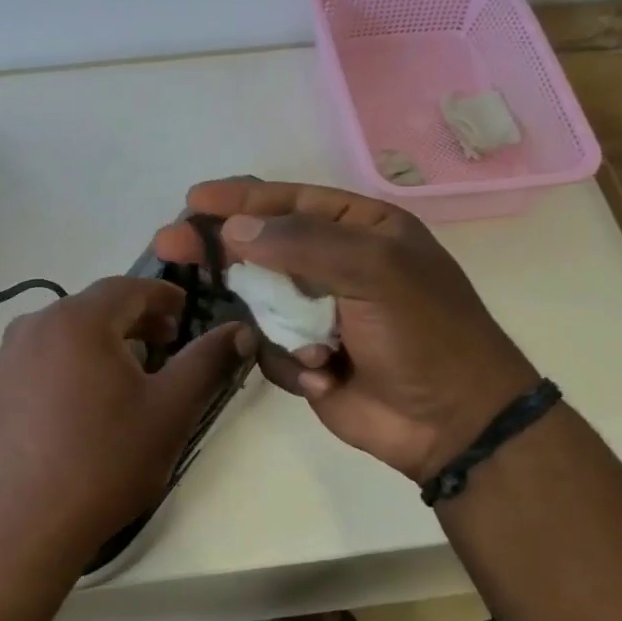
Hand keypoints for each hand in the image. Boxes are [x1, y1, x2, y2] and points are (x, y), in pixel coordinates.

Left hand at [0, 276, 252, 570]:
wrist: (25, 526)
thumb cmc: (105, 462)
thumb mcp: (170, 410)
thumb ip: (207, 361)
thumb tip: (240, 330)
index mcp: (77, 320)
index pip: (129, 288)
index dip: (164, 295)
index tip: (187, 312)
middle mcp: (34, 326)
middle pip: (94, 307)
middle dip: (135, 320)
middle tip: (166, 345)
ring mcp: (7, 358)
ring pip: (65, 333)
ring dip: (101, 342)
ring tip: (127, 375)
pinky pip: (41, 359)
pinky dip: (70, 364)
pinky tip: (84, 402)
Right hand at [155, 180, 538, 483]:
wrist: (451, 421)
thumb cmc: (423, 333)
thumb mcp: (374, 271)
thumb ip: (302, 244)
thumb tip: (234, 229)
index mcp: (361, 229)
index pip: (290, 202)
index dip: (240, 199)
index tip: (194, 201)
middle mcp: (335, 264)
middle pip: (262, 247)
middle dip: (223, 249)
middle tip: (170, 244)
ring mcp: (318, 312)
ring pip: (259, 300)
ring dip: (273, 320)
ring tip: (308, 343)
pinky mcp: (305, 355)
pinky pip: (269, 345)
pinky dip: (289, 359)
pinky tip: (325, 374)